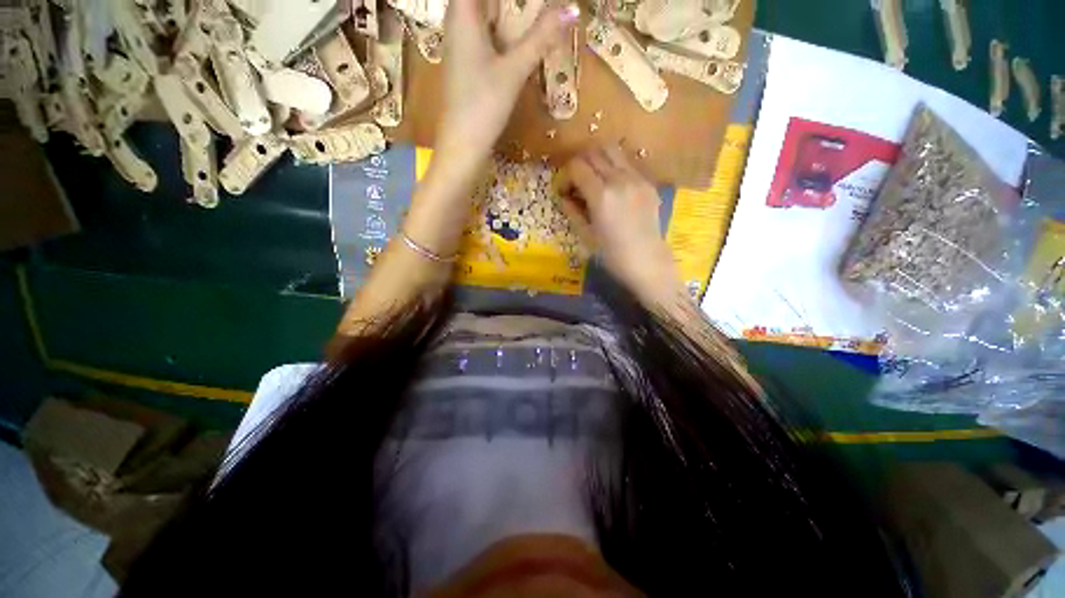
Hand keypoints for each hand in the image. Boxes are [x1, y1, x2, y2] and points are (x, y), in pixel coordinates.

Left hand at [435, 0, 579, 171]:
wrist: (462, 143)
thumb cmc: (484, 104)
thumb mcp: (514, 70)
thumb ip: (541, 38)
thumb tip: (571, 8)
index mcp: (463, 13)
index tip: (528, 1)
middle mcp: (456, 22)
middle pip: (479, 0)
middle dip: (507, 3)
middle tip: (535, 6)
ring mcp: (458, 44)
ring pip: (480, 13)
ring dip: (502, 11)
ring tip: (528, 12)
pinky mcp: (464, 62)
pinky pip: (481, 31)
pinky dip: (498, 26)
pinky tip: (513, 34)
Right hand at [560, 145, 684, 300]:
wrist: (648, 263)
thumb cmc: (612, 255)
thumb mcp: (586, 236)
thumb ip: (573, 211)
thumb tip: (564, 197)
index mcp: (601, 195)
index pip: (577, 167)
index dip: (565, 176)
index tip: (563, 192)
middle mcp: (620, 179)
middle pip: (594, 152)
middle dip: (579, 164)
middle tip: (576, 183)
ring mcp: (637, 179)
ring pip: (613, 151)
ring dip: (597, 160)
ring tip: (593, 180)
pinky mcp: (648, 183)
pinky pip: (627, 164)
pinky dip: (614, 168)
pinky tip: (612, 189)